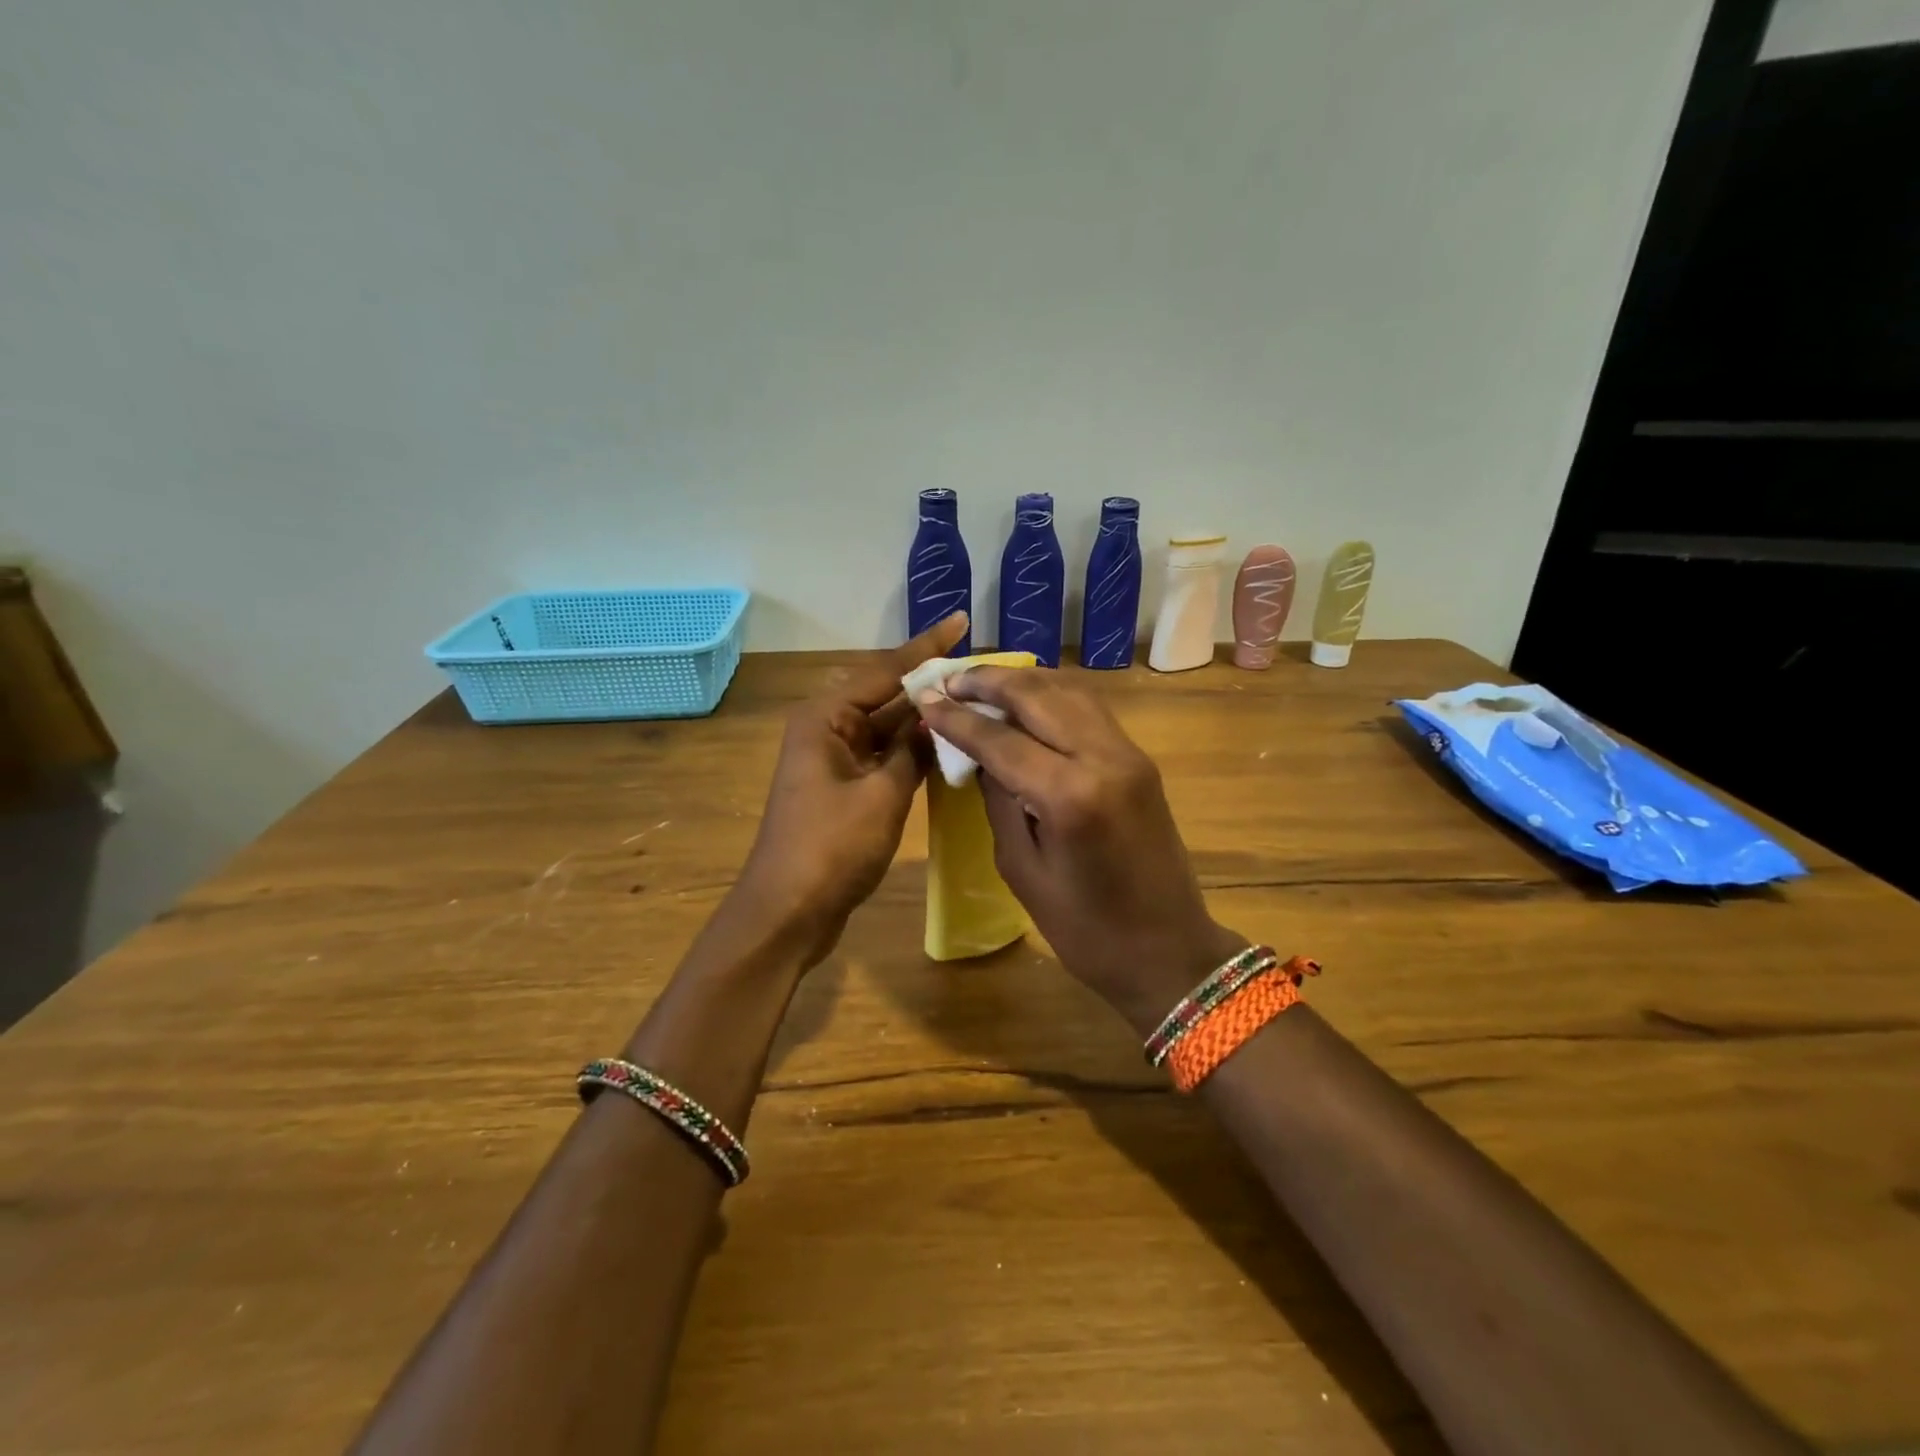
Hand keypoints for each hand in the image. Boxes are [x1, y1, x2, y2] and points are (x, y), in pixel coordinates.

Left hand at [731, 611, 969, 963]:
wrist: (788, 912)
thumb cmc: (831, 848)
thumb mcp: (882, 795)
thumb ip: (913, 751)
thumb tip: (937, 719)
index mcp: (826, 718)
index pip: (884, 670)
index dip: (926, 647)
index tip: (960, 621)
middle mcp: (828, 730)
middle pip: (886, 695)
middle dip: (929, 682)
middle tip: (979, 668)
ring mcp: (836, 761)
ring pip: (888, 728)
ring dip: (924, 718)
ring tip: (974, 699)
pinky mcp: (845, 789)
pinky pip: (885, 756)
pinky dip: (913, 750)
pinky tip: (949, 744)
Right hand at [916, 669, 1246, 1036]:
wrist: (1169, 951)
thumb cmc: (1086, 930)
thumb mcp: (1023, 870)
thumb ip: (999, 802)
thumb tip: (978, 755)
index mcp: (1070, 795)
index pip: (1001, 738)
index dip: (958, 718)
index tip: (925, 698)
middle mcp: (1104, 758)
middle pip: (1037, 696)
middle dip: (988, 682)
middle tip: (949, 680)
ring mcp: (1129, 754)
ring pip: (1069, 692)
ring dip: (1022, 682)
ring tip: (981, 683)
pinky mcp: (1139, 760)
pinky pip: (1089, 710)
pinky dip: (1052, 696)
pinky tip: (1027, 701)